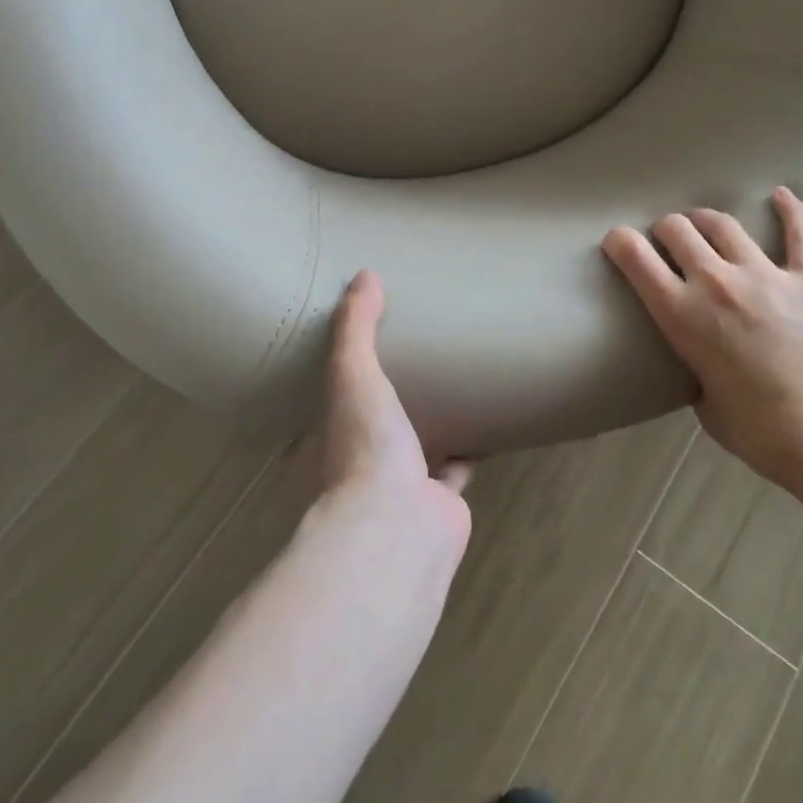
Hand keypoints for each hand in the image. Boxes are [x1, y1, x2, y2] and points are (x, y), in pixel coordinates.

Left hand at [321, 271, 471, 553]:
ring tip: (444, 386)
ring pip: (412, 451)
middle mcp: (354, 471)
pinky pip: (454, 469)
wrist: (401, 527)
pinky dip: (466, 451)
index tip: (348, 358)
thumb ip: (355, 328)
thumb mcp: (351, 376)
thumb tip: (364, 274)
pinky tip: (483, 422)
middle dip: (383, 406)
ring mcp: (397, 491)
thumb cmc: (362, 448)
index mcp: (321, 447)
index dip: (330, 389)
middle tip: (404, 363)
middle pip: (367, 431)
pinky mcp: (438, 503)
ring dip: (426, 427)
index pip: (318, 413)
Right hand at [602, 188, 802, 497]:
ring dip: (706, 221)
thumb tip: (702, 359)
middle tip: (667, 243)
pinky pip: (799, 232)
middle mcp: (716, 283)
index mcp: (682, 315)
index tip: (618, 243)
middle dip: (664, 230)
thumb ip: (695, 368)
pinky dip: (789, 210)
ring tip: (704, 226)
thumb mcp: (704, 404)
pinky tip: (780, 195)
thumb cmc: (763, 435)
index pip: (634, 256)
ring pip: (723, 223)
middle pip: (677, 228)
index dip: (619, 242)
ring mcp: (766, 274)